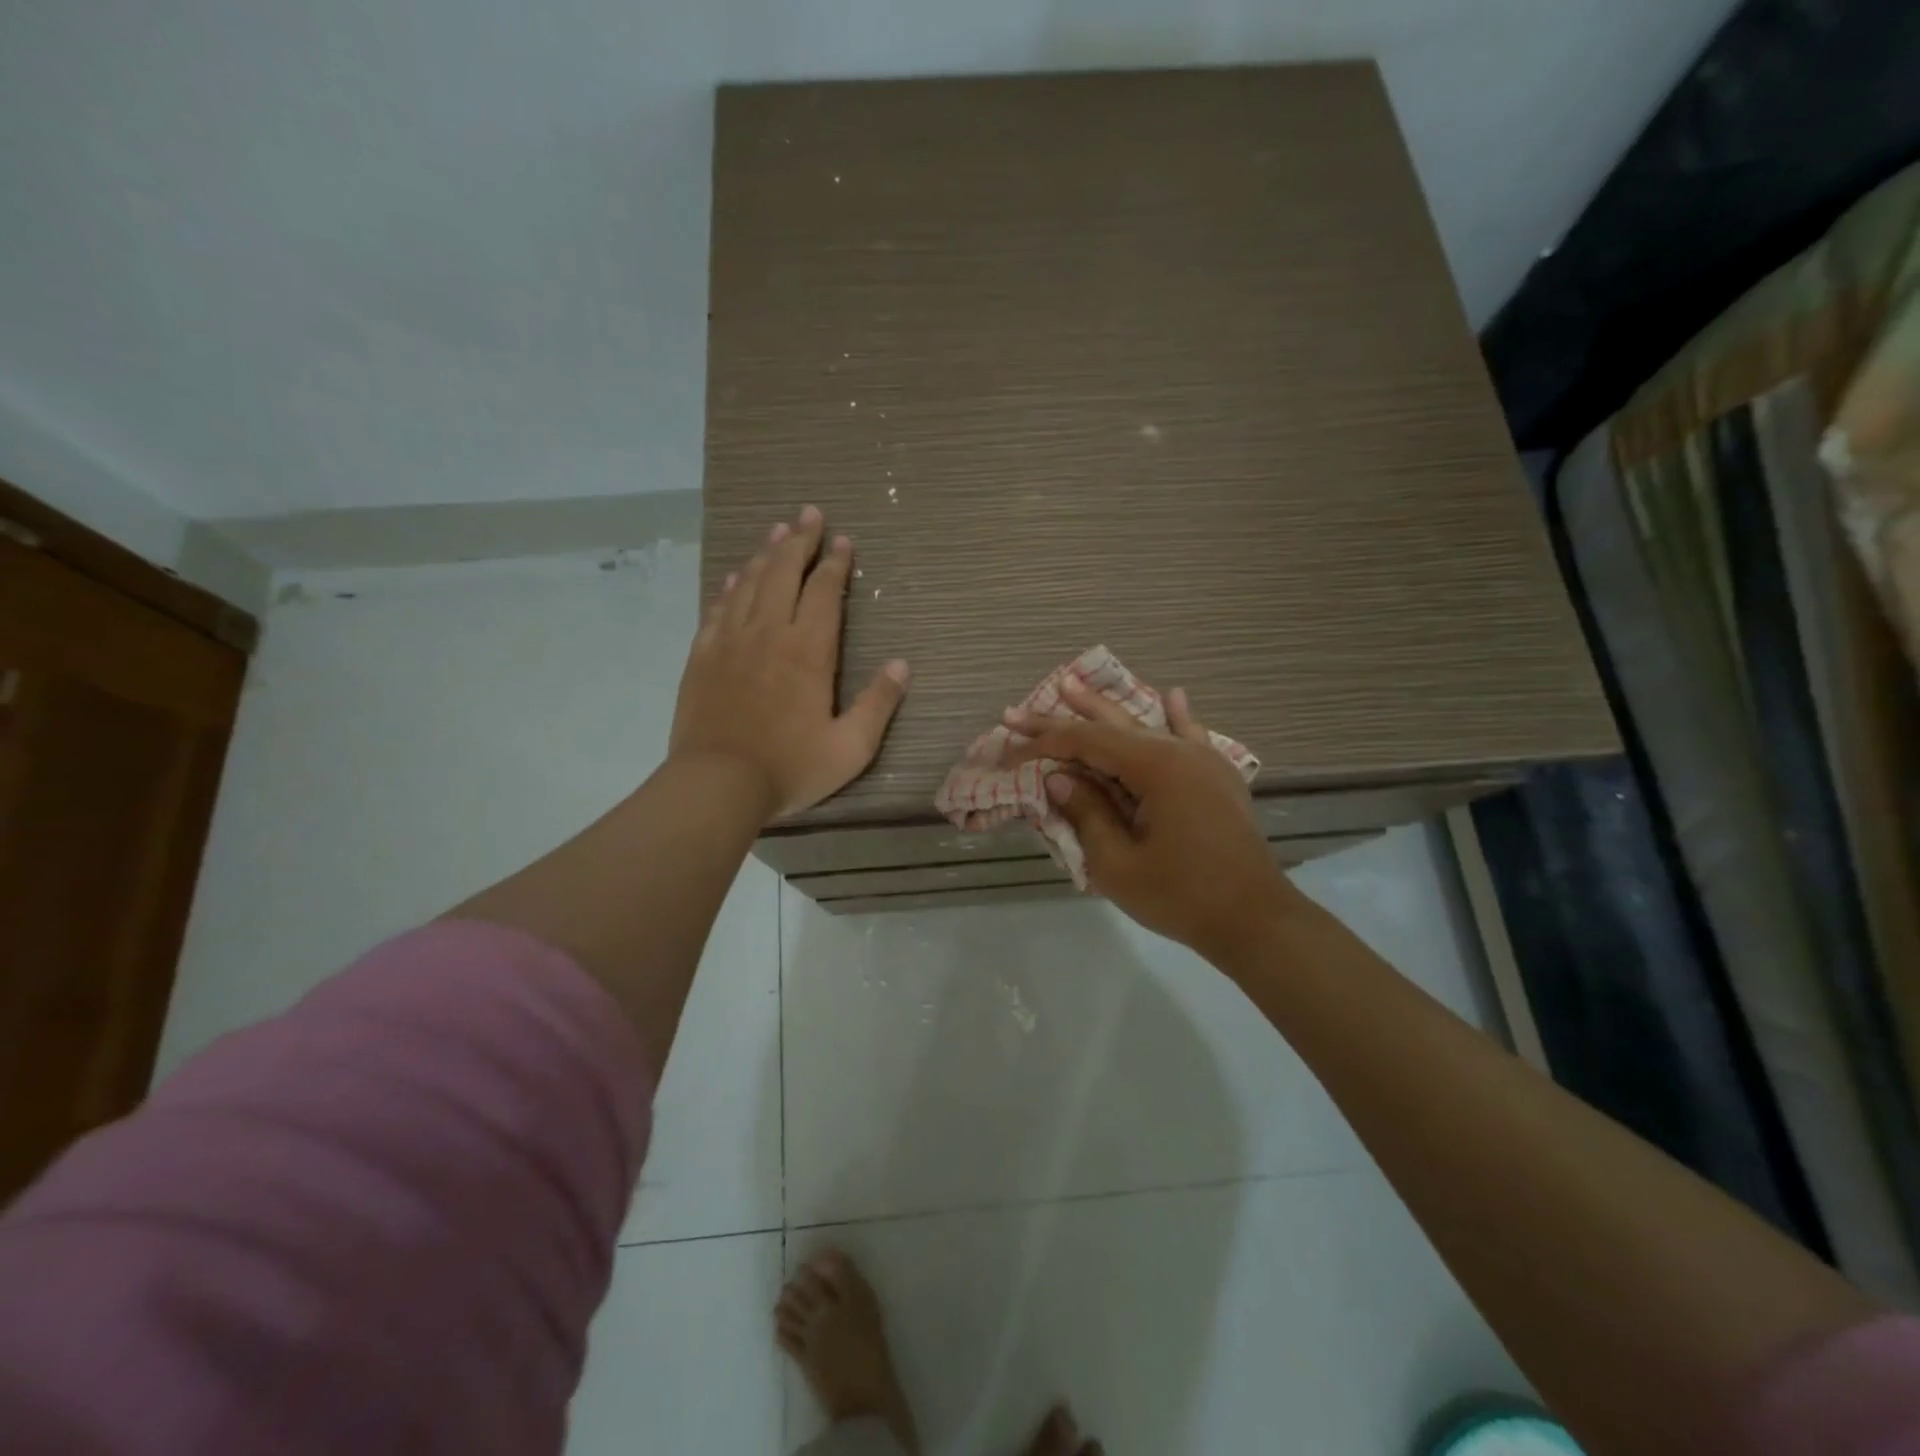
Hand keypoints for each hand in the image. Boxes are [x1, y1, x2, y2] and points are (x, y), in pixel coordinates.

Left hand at [672, 506, 908, 819]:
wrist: (717, 783)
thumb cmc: (790, 768)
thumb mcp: (851, 747)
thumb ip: (878, 704)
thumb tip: (902, 665)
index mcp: (808, 651)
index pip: (824, 592)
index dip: (835, 563)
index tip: (842, 540)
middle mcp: (768, 633)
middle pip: (784, 573)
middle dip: (800, 541)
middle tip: (809, 513)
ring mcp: (730, 641)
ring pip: (749, 583)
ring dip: (766, 554)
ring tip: (778, 531)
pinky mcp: (703, 656)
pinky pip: (718, 608)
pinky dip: (730, 586)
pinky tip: (736, 576)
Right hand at [1005, 680, 1297, 960]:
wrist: (1255, 920)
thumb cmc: (1181, 897)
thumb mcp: (1118, 864)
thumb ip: (1086, 814)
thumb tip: (1059, 778)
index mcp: (1155, 768)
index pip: (1086, 742)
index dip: (1042, 743)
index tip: (1007, 748)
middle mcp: (1179, 752)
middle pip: (1110, 727)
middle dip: (1062, 718)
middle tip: (1017, 710)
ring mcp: (1203, 762)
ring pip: (1145, 726)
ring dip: (1106, 709)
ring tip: (1074, 684)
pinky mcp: (1217, 778)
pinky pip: (1192, 737)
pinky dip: (1177, 717)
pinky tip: (1174, 694)